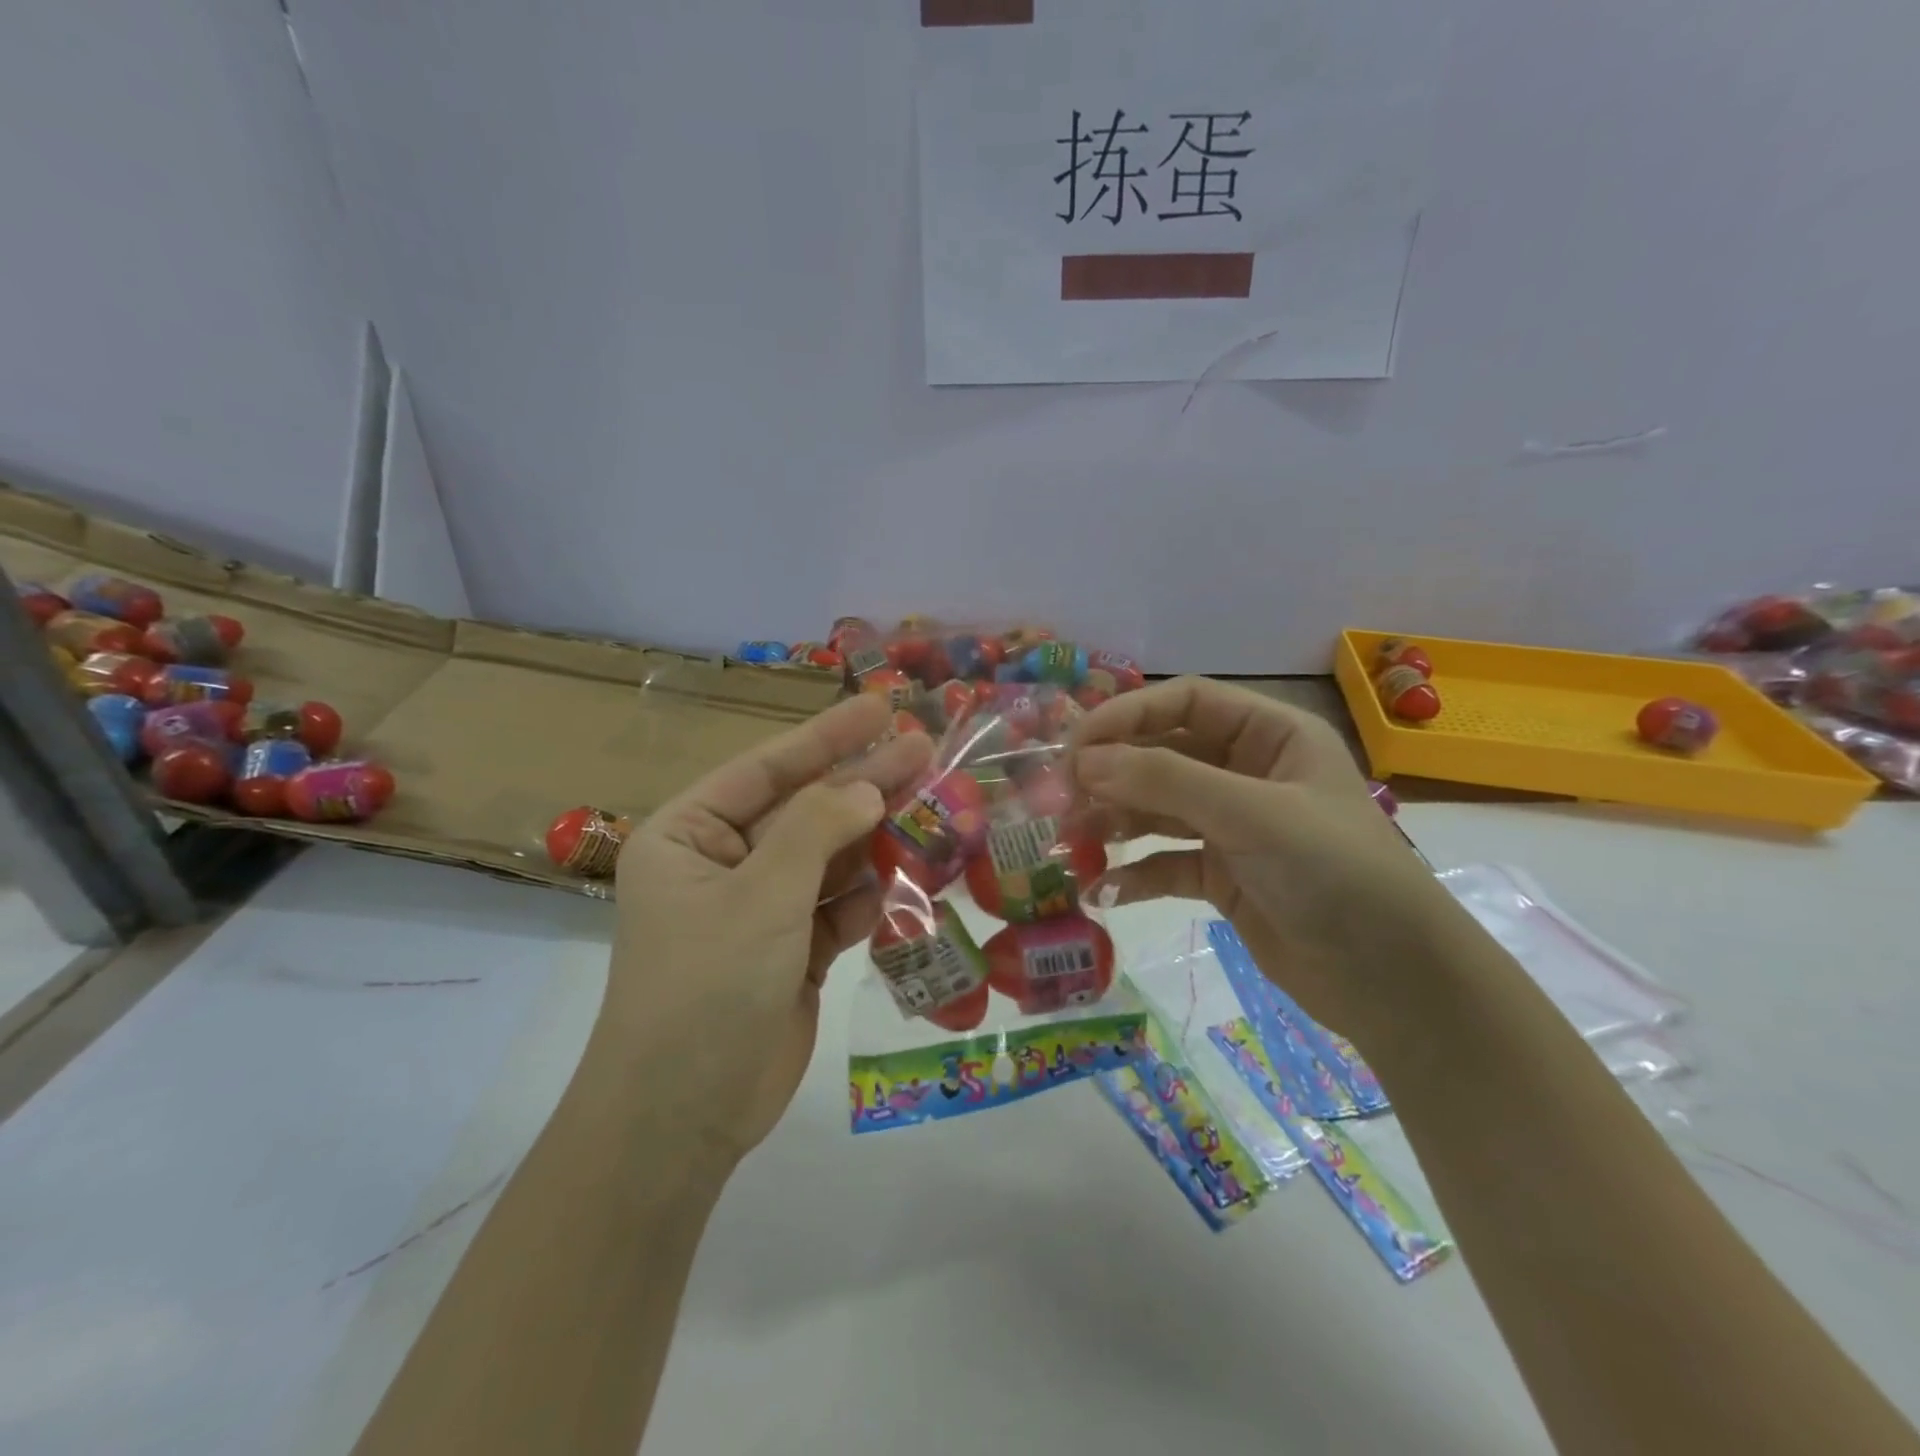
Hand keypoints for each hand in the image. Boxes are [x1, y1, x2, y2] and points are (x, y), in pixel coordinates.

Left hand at [592, 694, 932, 1166]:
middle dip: (863, 783)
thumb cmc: (707, 987)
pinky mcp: (791, 950)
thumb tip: (868, 786)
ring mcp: (759, 909)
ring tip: (933, 808)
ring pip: (828, 858)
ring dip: (875, 839)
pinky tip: (908, 876)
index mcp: (689, 837)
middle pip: (805, 810)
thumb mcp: (761, 896)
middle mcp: (722, 864)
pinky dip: (869, 894)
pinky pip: (838, 905)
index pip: (766, 770)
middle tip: (925, 749)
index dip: (826, 737)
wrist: (683, 1118)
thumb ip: (817, 830)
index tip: (880, 708)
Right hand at [1070, 677, 1464, 1048]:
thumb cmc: (1336, 874)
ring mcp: (1234, 827)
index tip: (1075, 746)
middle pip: (1163, 755)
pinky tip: (1102, 890)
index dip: (1127, 715)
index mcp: (1271, 736)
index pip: (1185, 702)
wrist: (1397, 984)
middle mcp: (1249, 773)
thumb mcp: (1252, 816)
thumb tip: (1084, 761)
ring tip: (1069, 842)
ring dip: (1113, 822)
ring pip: (1158, 809)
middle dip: (1112, 774)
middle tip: (1059, 798)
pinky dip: (1134, 874)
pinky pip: (1166, 863)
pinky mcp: (1224, 877)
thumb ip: (1166, 781)